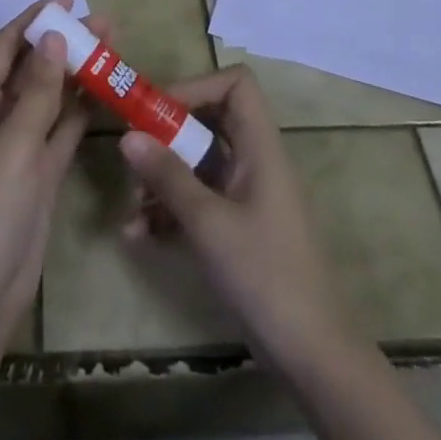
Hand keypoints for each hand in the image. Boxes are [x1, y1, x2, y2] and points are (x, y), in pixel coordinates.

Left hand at [0, 0, 92, 342]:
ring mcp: (21, 145)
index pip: (6, 47)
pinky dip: (82, 109)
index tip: (67, 1)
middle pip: (32, 68)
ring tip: (112, 47)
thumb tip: (54, 37)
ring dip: (77, 72)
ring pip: (51, 96)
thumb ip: (38, 91)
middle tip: (104, 24)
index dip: (33, 20)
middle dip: (63, 43)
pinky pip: (63, 128)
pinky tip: (107, 91)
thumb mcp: (14, 143)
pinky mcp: (41, 170)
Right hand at [119, 66, 347, 371]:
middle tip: (132, 153)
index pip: (237, 84)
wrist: (312, 355)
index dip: (198, 86)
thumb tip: (128, 135)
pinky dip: (169, 210)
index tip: (158, 109)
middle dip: (167, 135)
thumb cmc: (265, 275)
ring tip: (131, 206)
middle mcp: (254, 162)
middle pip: (210, 121)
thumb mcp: (209, 223)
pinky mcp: (237, 227)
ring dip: (162, 178)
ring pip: (198, 163)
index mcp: (260, 147)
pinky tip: (139, 235)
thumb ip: (168, 176)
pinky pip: (198, 200)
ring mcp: (246, 195)